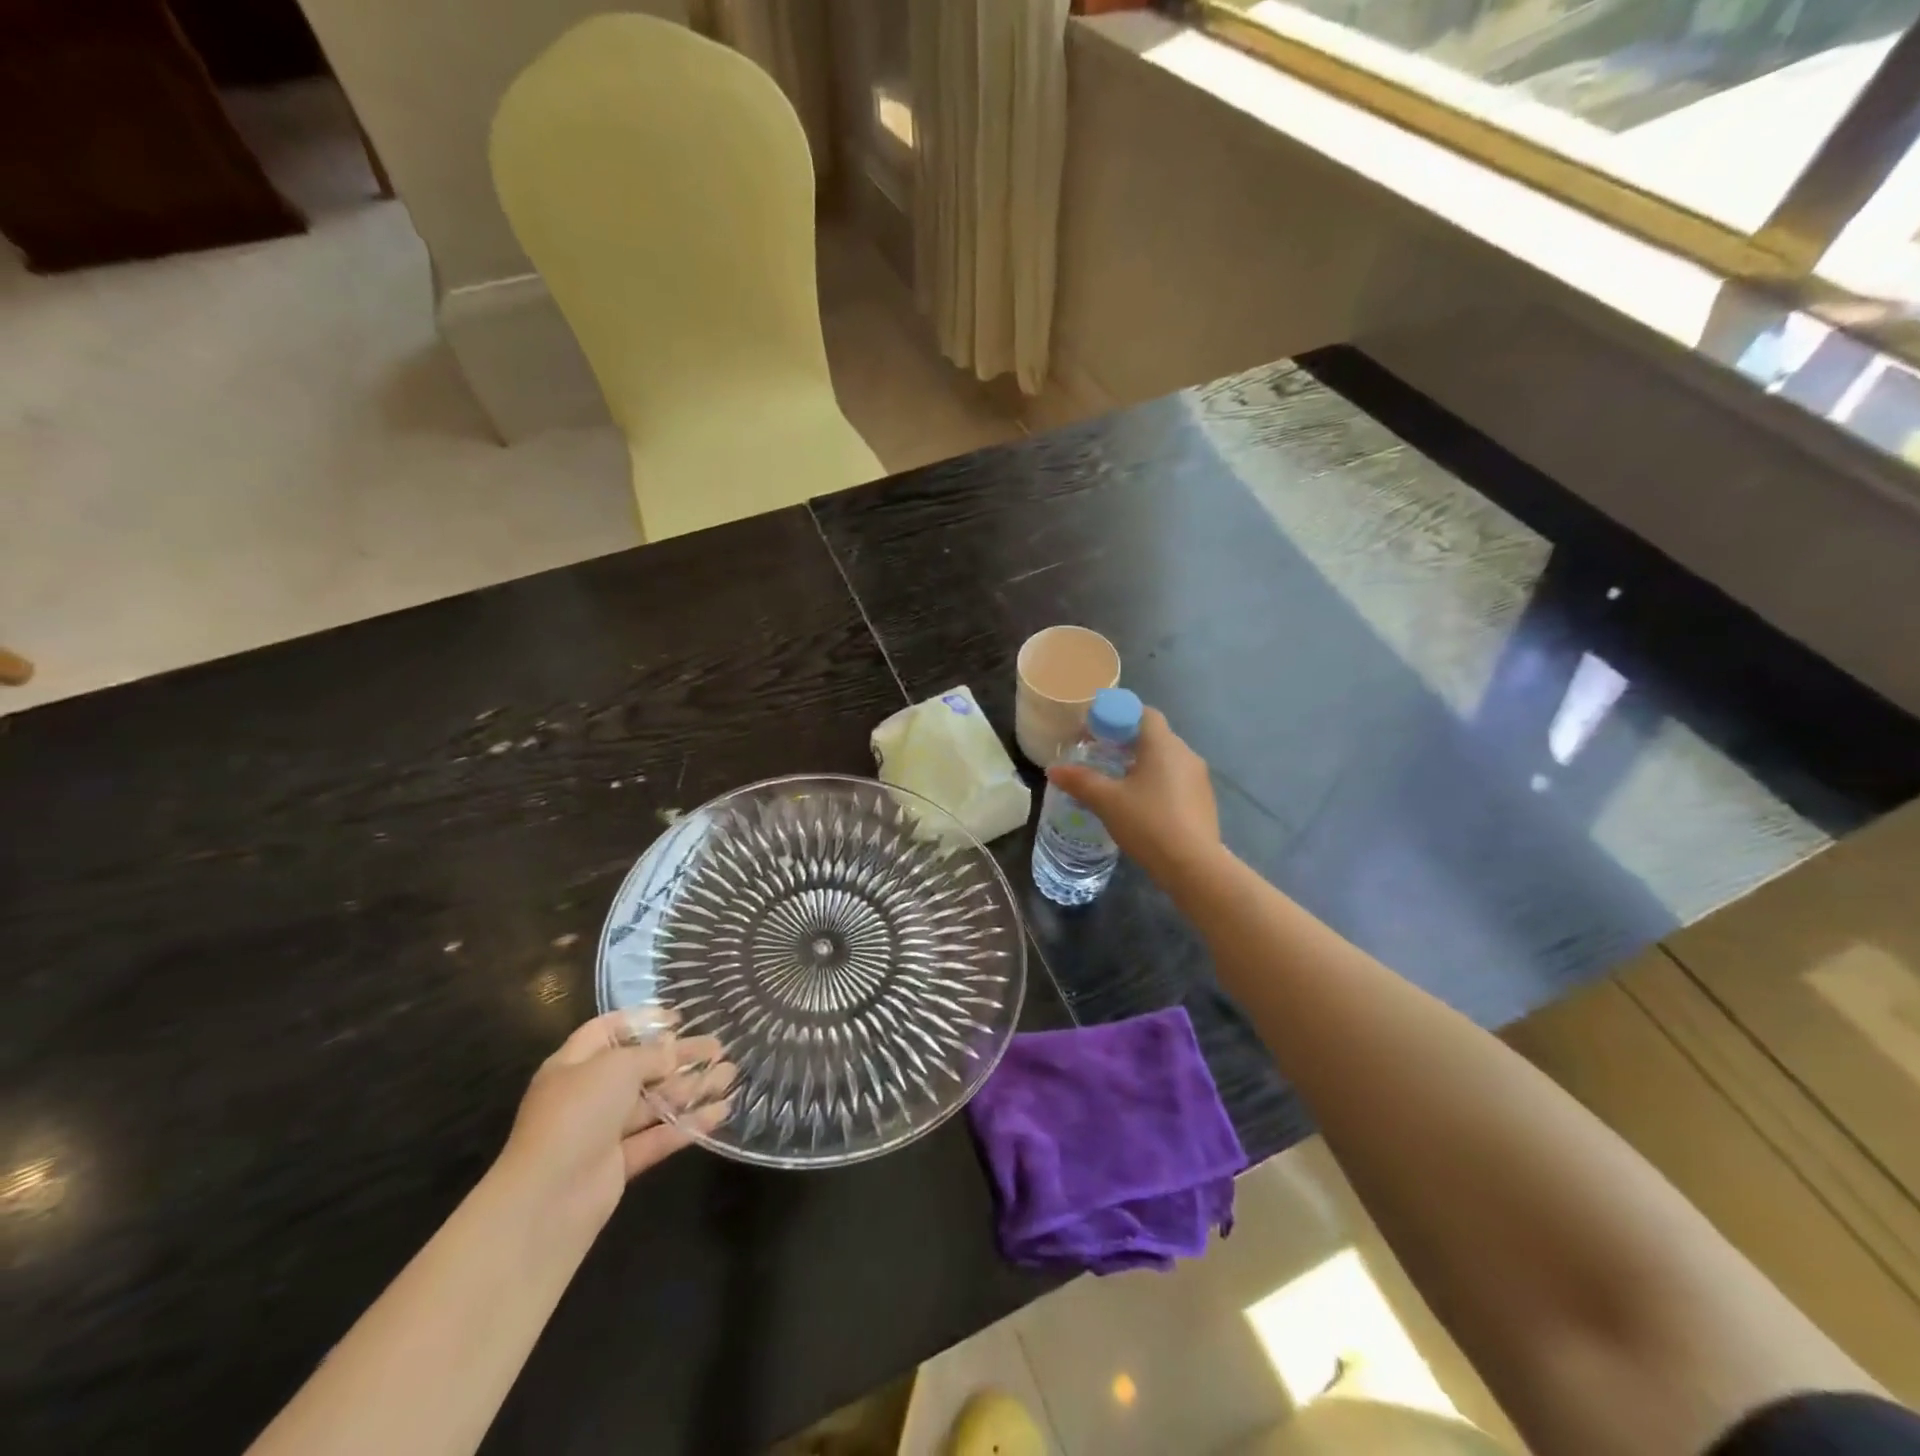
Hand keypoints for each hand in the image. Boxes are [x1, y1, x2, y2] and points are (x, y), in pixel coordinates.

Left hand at [497, 1011, 734, 1230]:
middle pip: (640, 1067)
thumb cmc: (577, 1114)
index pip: (607, 1031)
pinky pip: (659, 1136)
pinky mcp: (620, 1164)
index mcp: (574, 1064)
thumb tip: (672, 1052)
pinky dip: (689, 1124)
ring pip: (654, 1102)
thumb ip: (650, 1055)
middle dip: (680, 1056)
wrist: (548, 1199)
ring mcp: (603, 1131)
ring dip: (692, 1087)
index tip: (679, 1019)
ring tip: (730, 1074)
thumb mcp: (615, 1068)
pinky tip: (721, 1111)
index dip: (642, 1021)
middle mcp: (588, 1094)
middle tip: (718, 1047)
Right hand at [1047, 707, 1222, 887]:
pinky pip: (1177, 781)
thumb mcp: (1107, 801)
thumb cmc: (1148, 823)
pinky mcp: (1204, 801)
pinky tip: (1142, 807)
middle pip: (1154, 736)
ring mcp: (1199, 779)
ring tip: (1118, 784)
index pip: (1144, 712)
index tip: (1097, 732)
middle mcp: (1185, 754)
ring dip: (1143, 765)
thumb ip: (1080, 781)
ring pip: (1166, 760)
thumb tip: (1054, 769)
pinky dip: (1157, 784)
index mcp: (1162, 745)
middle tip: (1101, 757)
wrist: (1193, 866)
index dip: (1119, 716)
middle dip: (1126, 742)